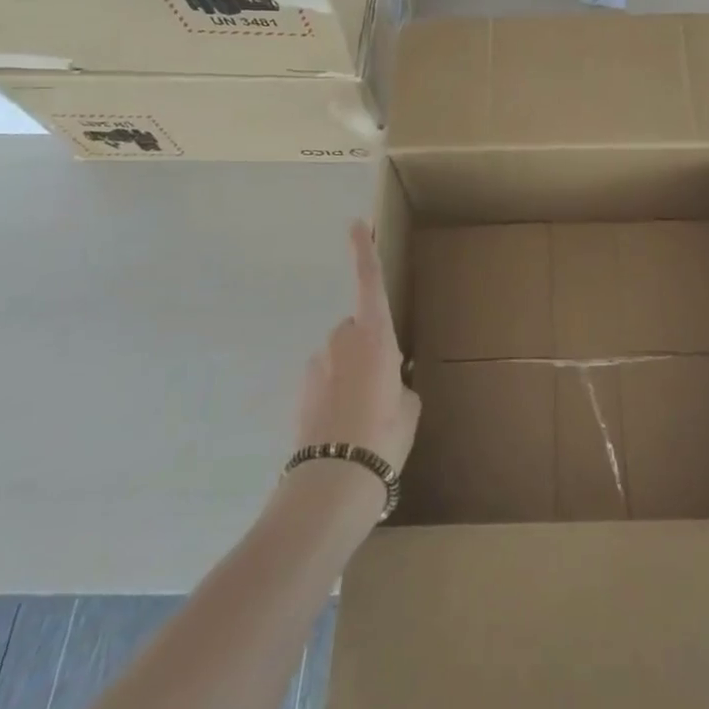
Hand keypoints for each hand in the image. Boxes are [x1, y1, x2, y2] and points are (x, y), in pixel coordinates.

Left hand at [294, 223, 420, 471]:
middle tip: (382, 387)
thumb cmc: (383, 437)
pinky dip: (334, 394)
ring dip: (349, 374)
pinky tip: (343, 428)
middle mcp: (342, 341)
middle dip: (366, 346)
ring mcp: (317, 366)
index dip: (363, 251)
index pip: (369, 282)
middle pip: (355, 327)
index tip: (356, 224)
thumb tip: (388, 384)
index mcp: (376, 336)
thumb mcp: (408, 408)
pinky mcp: (300, 392)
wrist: (332, 484)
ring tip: (363, 416)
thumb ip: (398, 384)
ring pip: (339, 357)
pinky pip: (325, 381)